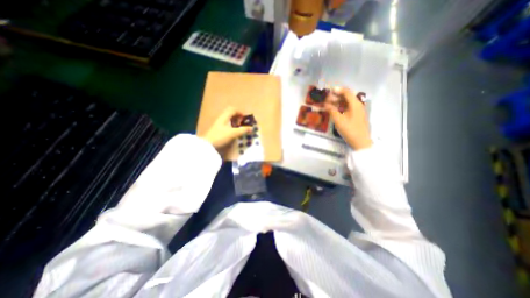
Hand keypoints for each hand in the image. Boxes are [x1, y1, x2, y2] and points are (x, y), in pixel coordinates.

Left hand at [199, 106, 251, 149]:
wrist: (208, 145)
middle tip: (243, 123)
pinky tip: (234, 133)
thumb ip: (242, 130)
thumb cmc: (220, 136)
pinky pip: (227, 125)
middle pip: (230, 114)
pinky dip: (232, 127)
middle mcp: (221, 119)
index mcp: (224, 117)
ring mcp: (219, 124)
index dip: (240, 112)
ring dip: (235, 122)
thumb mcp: (233, 133)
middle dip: (238, 117)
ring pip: (228, 120)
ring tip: (240, 128)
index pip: (233, 109)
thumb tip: (251, 128)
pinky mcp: (218, 130)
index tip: (245, 118)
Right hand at [324, 86, 371, 151]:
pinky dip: (341, 107)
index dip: (337, 90)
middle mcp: (358, 105)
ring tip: (329, 104)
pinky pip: (348, 107)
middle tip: (326, 99)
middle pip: (347, 96)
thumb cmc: (349, 130)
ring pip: (347, 102)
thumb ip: (331, 110)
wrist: (360, 142)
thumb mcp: (338, 120)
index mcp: (355, 104)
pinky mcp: (357, 115)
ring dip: (338, 102)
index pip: (346, 92)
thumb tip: (325, 103)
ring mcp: (358, 110)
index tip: (328, 90)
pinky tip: (335, 110)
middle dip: (336, 96)